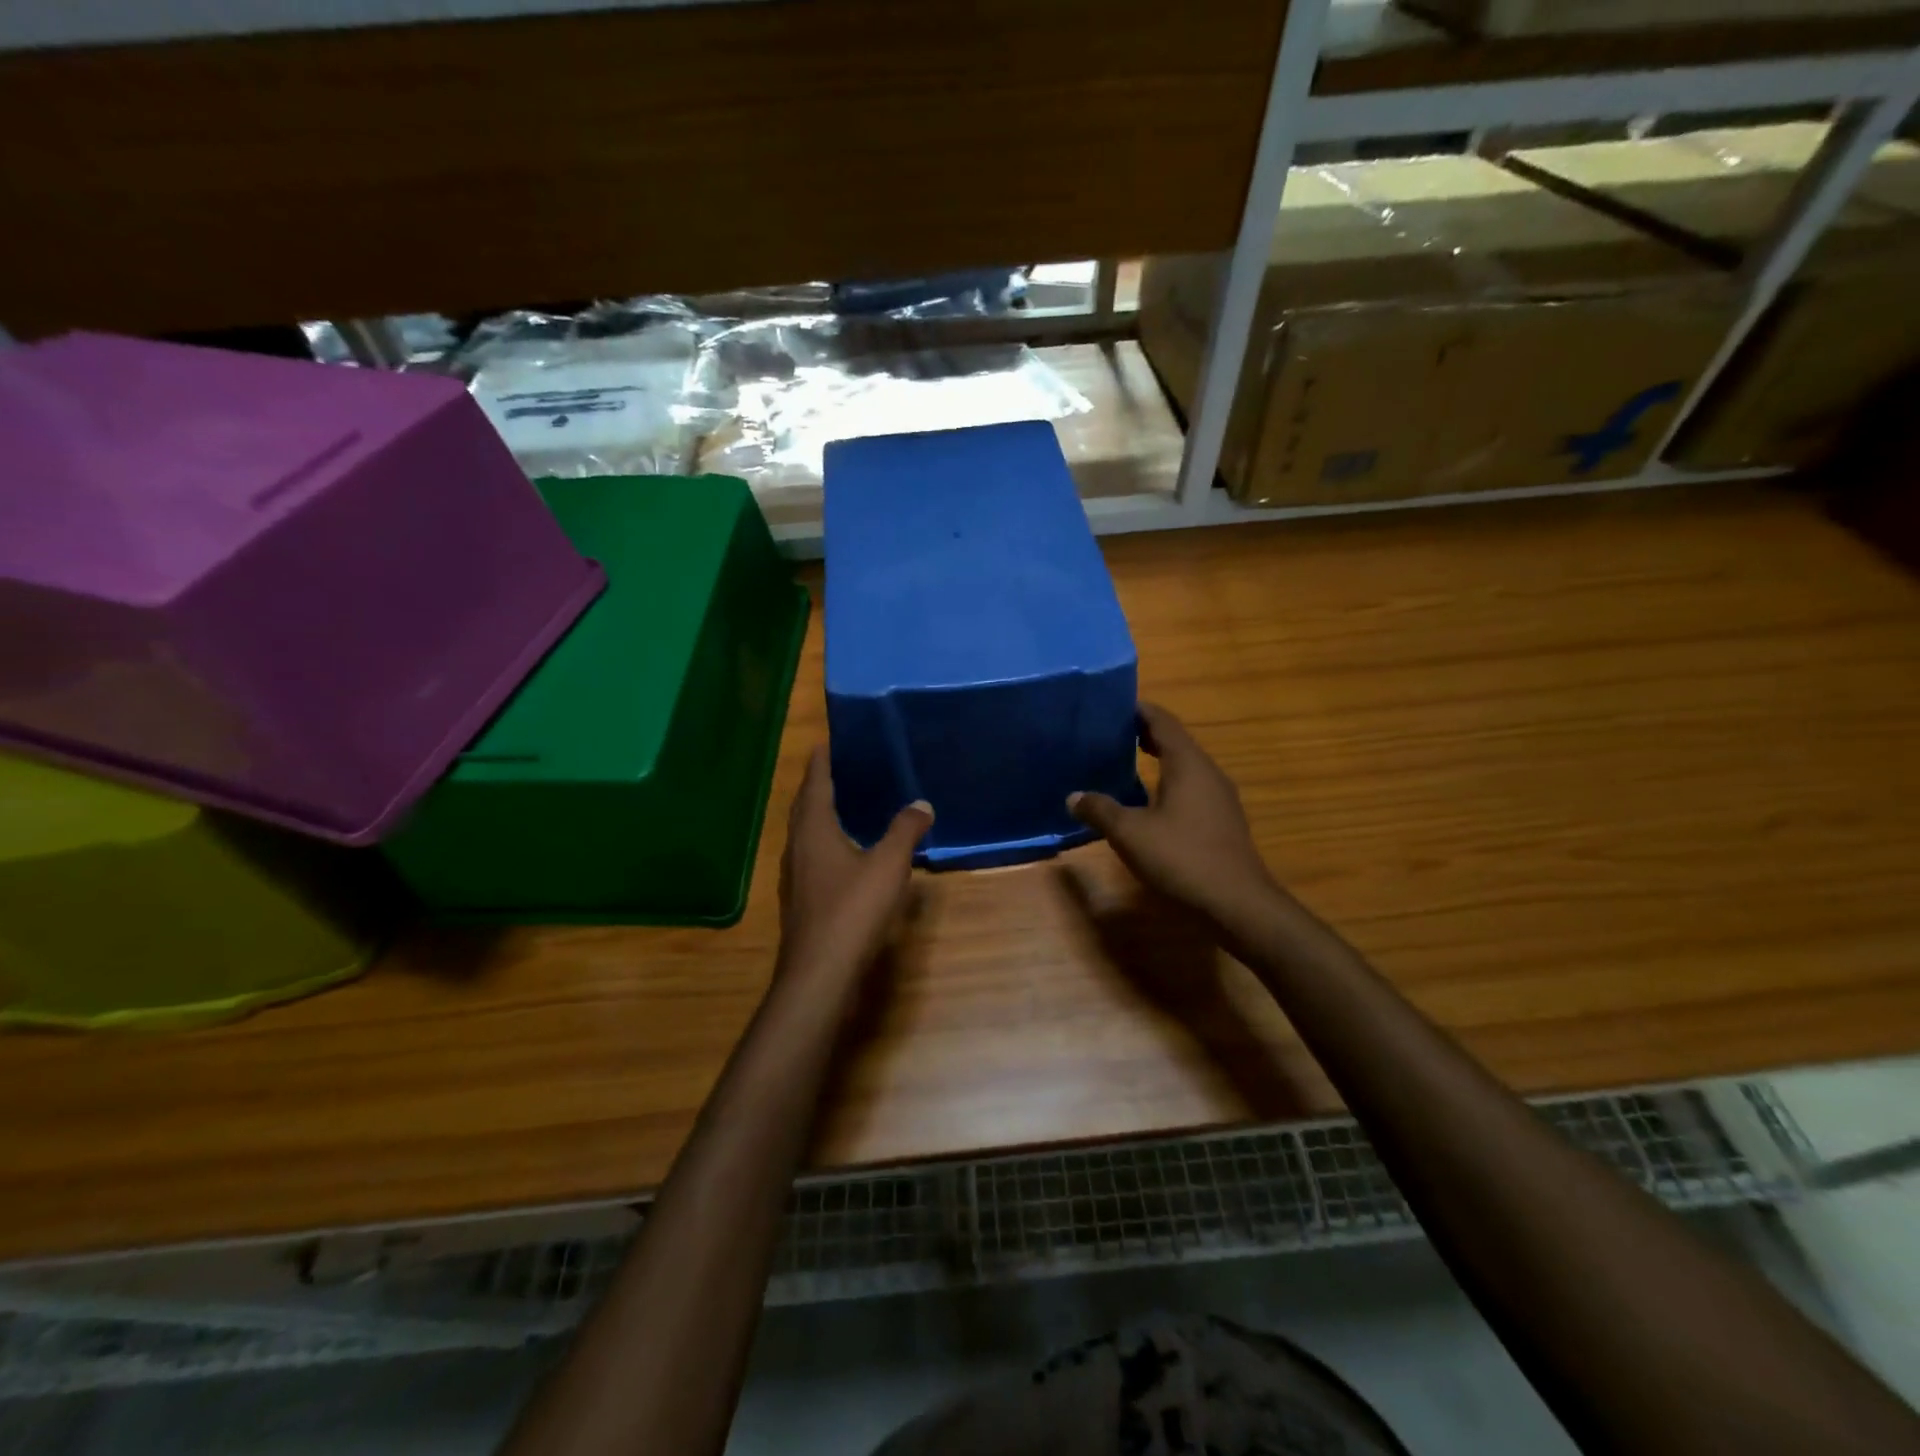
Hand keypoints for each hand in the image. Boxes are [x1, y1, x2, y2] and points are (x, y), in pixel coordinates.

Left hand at [778, 746, 932, 987]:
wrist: (820, 973)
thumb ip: (904, 831)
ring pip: (805, 835)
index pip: (815, 784)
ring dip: (819, 816)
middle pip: (804, 807)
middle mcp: (797, 847)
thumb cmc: (852, 910)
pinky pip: (811, 857)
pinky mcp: (801, 900)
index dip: (821, 762)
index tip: (826, 742)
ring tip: (843, 805)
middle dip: (818, 786)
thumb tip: (921, 804)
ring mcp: (795, 876)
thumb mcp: (888, 865)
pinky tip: (844, 854)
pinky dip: (824, 843)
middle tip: (839, 769)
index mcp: (814, 830)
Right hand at [1068, 702, 1277, 922]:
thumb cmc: (1182, 858)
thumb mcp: (1130, 834)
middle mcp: (1208, 772)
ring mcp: (1219, 797)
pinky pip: (1191, 788)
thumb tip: (1073, 796)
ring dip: (1156, 759)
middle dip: (1144, 734)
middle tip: (1109, 732)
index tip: (1111, 704)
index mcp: (1188, 764)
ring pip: (1184, 766)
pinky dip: (1167, 782)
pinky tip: (1148, 801)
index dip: (1138, 710)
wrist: (1238, 904)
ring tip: (1123, 761)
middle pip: (1175, 741)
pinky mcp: (1221, 820)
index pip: (1162, 722)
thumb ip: (1100, 810)